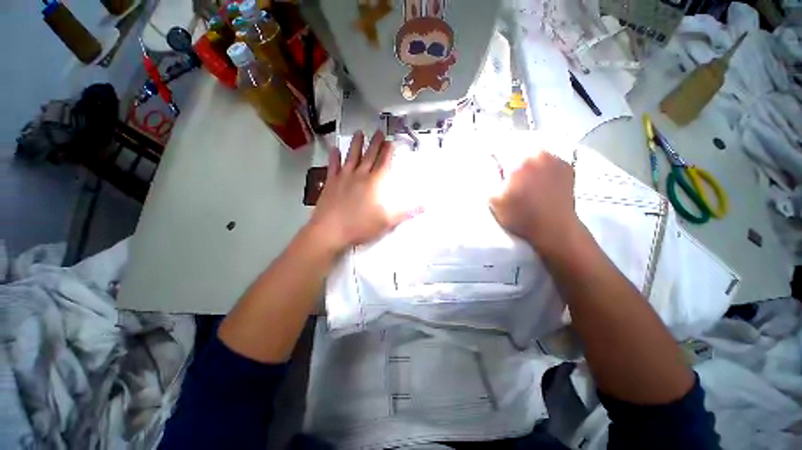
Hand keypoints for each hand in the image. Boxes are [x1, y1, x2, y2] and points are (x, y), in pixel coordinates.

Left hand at [307, 130, 411, 253]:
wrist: (331, 231)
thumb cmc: (361, 226)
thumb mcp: (388, 221)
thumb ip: (406, 211)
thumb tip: (425, 205)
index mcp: (375, 182)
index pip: (384, 162)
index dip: (388, 151)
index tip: (390, 141)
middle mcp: (360, 175)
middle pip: (369, 155)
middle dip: (375, 143)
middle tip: (378, 131)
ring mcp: (344, 177)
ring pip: (351, 156)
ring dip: (356, 144)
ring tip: (359, 132)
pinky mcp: (331, 183)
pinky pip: (333, 166)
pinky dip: (334, 157)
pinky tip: (334, 149)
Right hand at [490, 150, 580, 255]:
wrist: (554, 229)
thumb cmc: (521, 215)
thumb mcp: (494, 199)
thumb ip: (488, 179)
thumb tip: (489, 165)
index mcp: (520, 159)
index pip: (500, 146)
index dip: (492, 155)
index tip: (490, 164)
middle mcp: (540, 153)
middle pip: (518, 147)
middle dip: (509, 157)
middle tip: (506, 174)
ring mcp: (556, 159)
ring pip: (533, 152)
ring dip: (525, 161)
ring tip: (522, 178)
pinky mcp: (567, 167)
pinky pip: (547, 160)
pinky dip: (540, 166)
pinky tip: (537, 180)